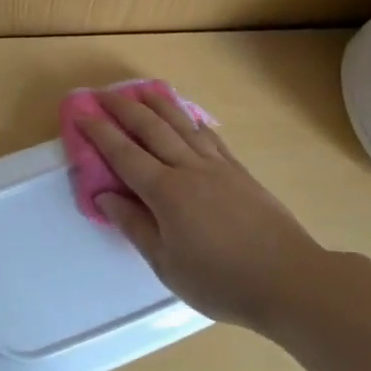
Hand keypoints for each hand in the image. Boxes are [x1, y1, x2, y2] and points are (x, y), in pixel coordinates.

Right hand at [78, 89, 326, 328]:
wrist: (290, 280)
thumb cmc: (220, 280)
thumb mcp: (166, 264)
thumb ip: (134, 226)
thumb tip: (105, 197)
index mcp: (165, 192)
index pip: (124, 154)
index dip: (100, 132)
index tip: (81, 114)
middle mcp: (188, 168)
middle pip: (151, 128)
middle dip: (123, 109)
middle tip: (102, 95)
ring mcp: (217, 166)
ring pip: (182, 124)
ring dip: (157, 104)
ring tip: (140, 90)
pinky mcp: (239, 171)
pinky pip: (209, 136)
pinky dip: (192, 120)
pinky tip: (187, 115)